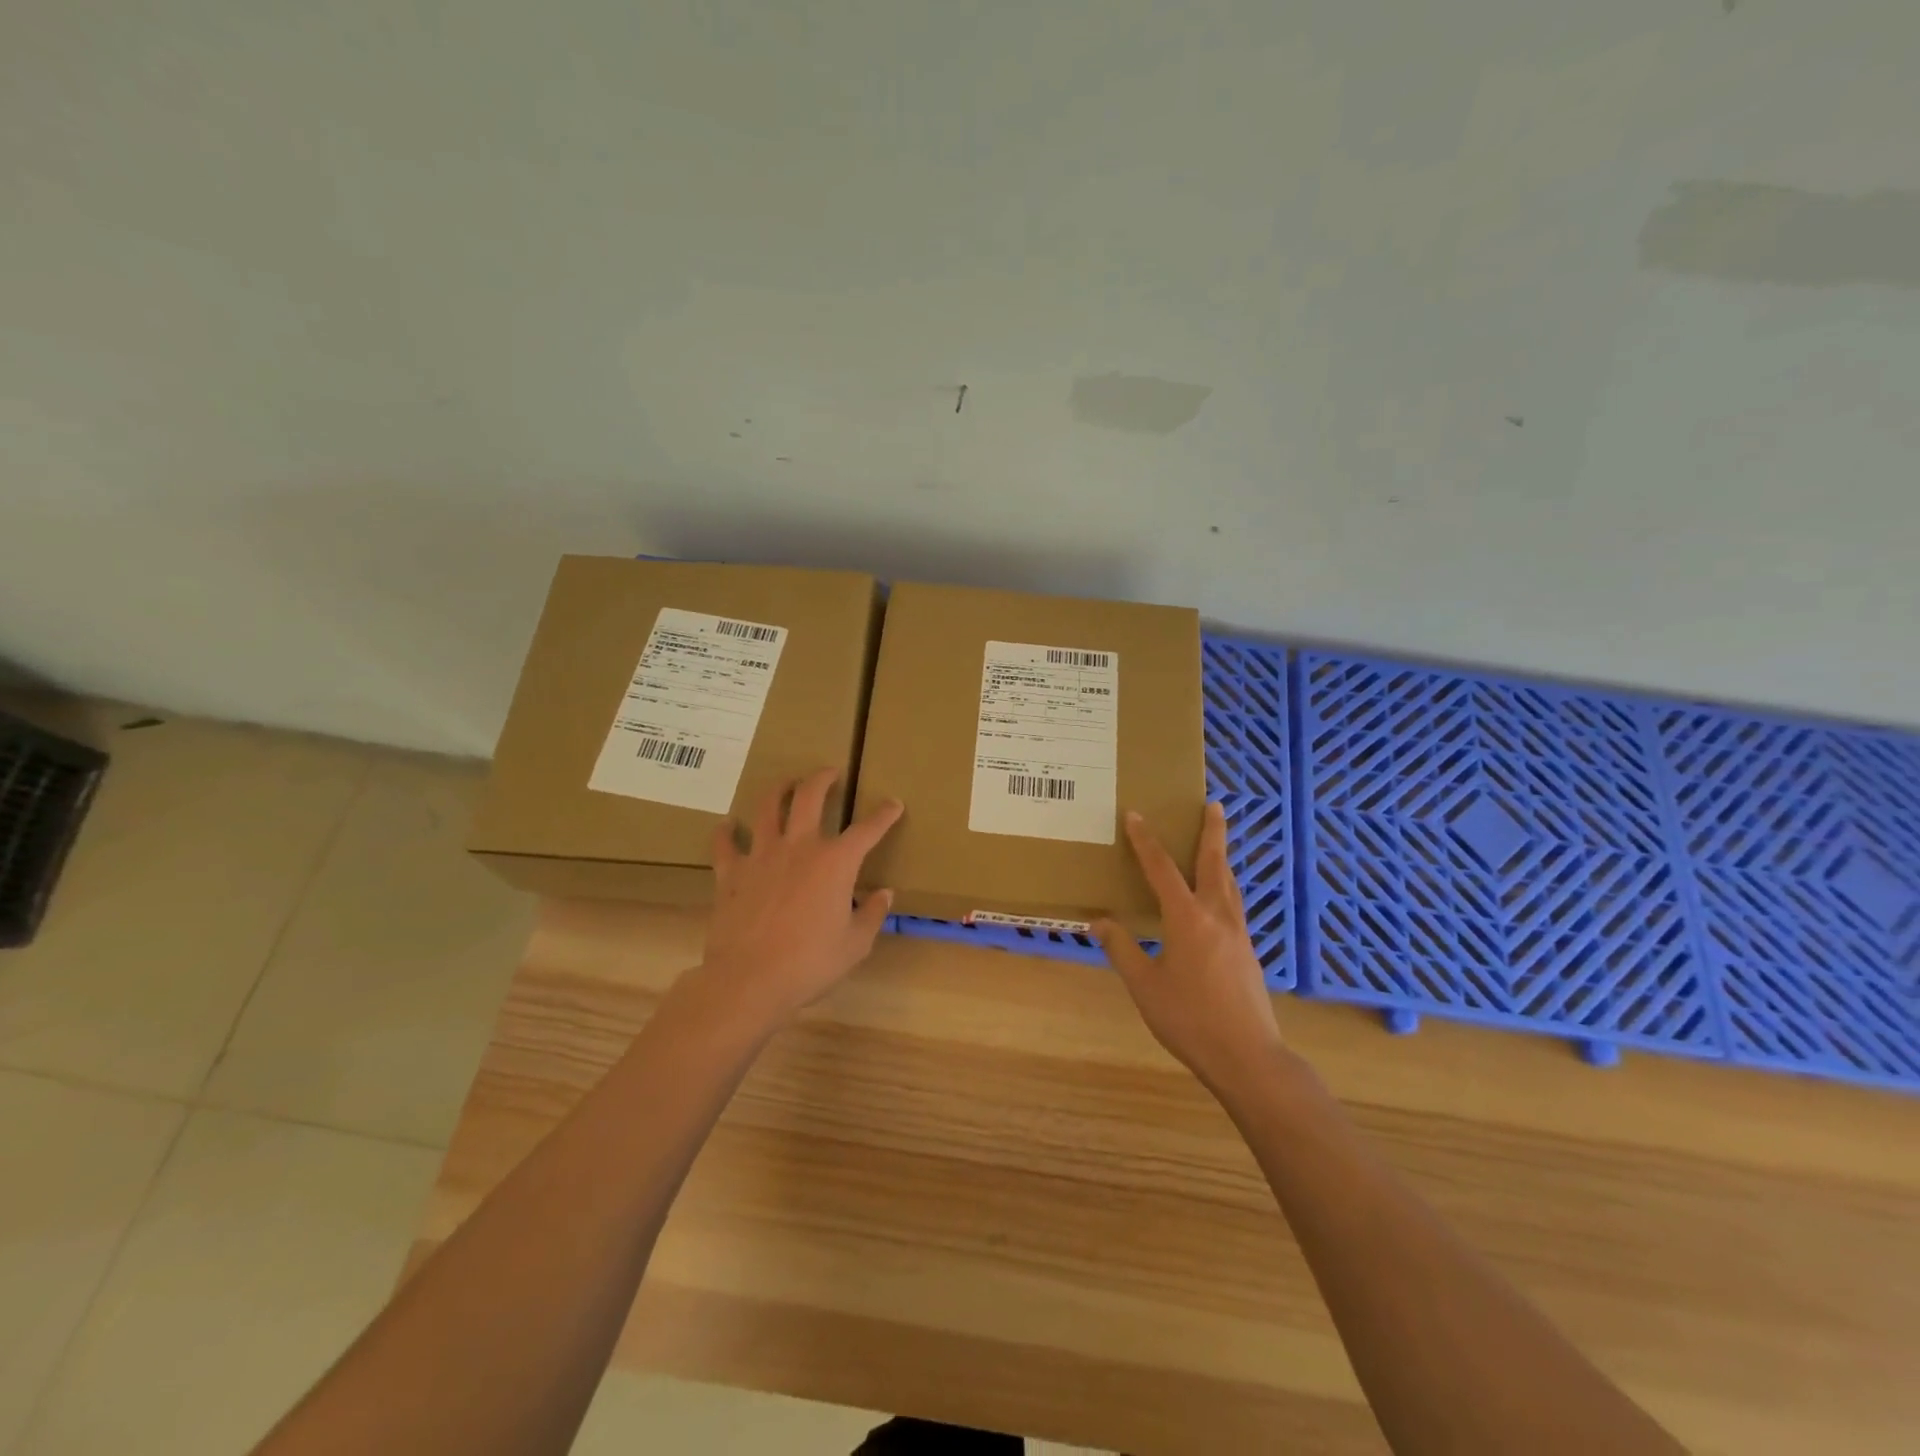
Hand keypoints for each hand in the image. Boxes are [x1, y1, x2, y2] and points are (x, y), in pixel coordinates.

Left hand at [699, 767, 902, 1023]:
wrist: (748, 980)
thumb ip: (871, 914)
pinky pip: (725, 844)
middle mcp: (799, 847)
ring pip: (767, 808)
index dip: (884, 814)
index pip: (867, 830)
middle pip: (809, 797)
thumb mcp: (854, 944)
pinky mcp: (731, 873)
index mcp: (835, 863)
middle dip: (822, 779)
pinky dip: (726, 832)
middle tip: (829, 772)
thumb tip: (884, 894)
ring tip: (785, 784)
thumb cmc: (810, 963)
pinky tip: (727, 826)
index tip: (893, 804)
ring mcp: (761, 856)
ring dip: (778, 790)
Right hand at [1094, 802, 1284, 1094]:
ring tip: (1216, 842)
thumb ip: (1122, 949)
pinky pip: (1234, 904)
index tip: (1136, 814)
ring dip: (1222, 857)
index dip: (1147, 840)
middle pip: (1214, 863)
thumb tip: (1098, 921)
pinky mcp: (1248, 952)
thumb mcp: (1144, 986)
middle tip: (1214, 804)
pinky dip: (1225, 886)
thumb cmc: (1189, 1020)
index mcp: (1187, 919)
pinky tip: (1219, 899)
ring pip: (1230, 883)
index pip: (1162, 869)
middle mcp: (1217, 916)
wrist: (1248, 1057)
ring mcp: (1238, 934)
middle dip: (1212, 832)